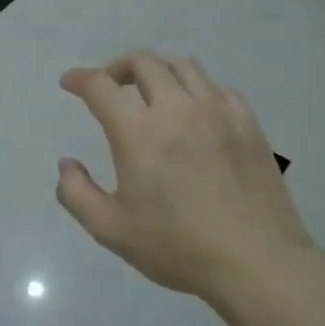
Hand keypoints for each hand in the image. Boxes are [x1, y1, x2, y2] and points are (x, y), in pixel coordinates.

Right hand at [56, 51, 314, 301]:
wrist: (257, 263)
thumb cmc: (178, 247)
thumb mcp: (110, 230)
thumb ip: (76, 193)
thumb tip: (67, 163)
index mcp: (139, 132)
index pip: (101, 86)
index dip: (79, 79)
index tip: (70, 83)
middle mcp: (177, 109)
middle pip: (144, 62)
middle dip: (117, 67)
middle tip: (109, 86)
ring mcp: (218, 112)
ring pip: (183, 66)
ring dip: (158, 72)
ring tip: (152, 93)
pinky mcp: (248, 123)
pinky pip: (217, 87)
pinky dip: (196, 89)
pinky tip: (194, 111)